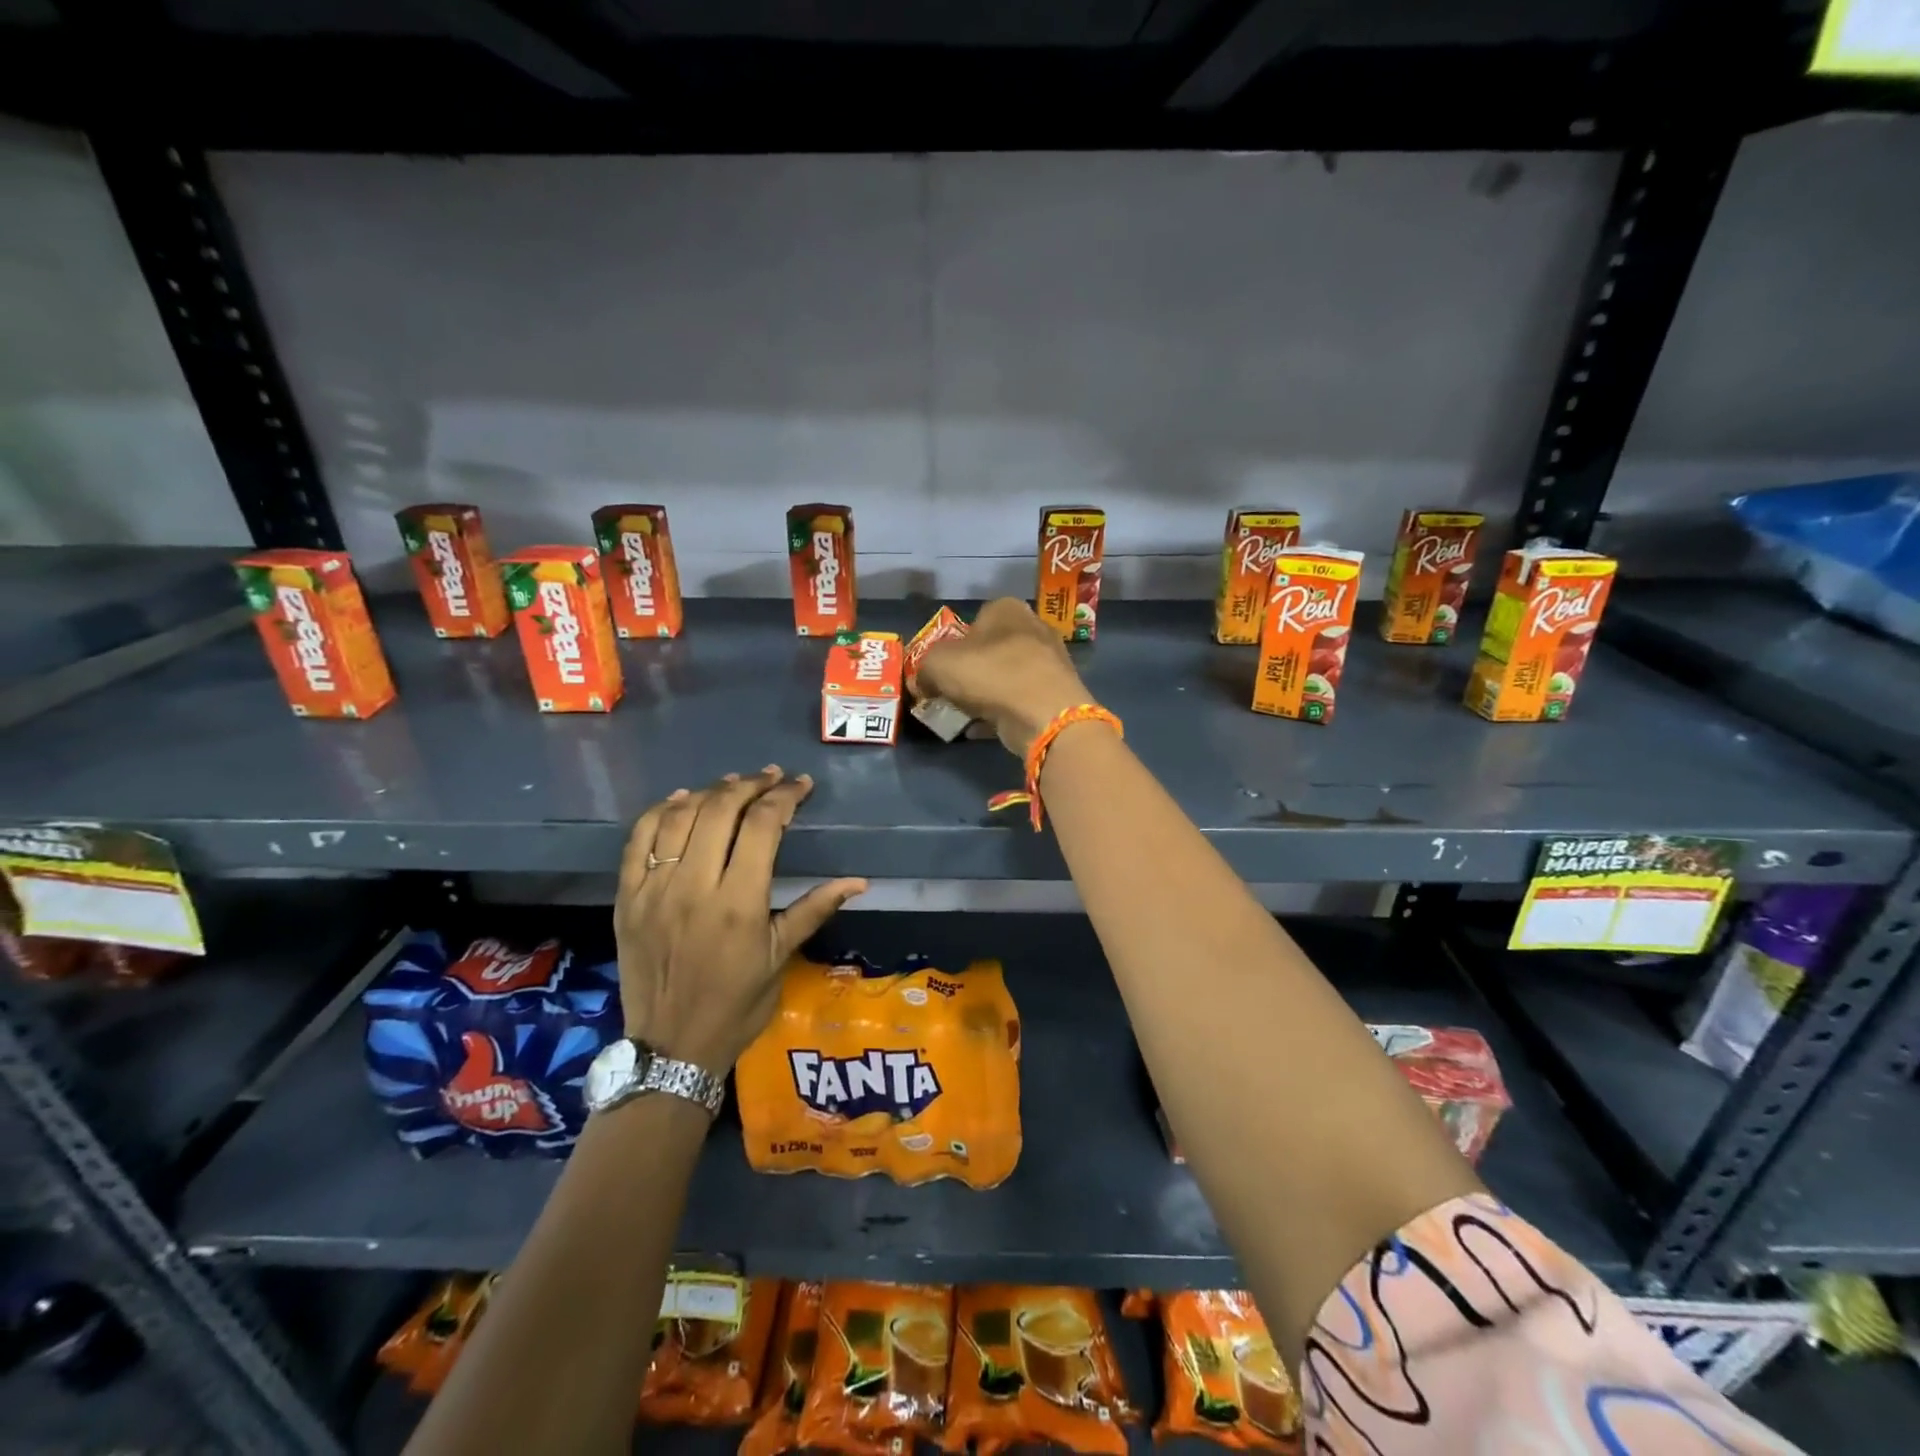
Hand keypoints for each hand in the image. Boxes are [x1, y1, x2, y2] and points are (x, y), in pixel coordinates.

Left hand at [615, 767, 865, 1073]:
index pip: (762, 826)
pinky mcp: (627, 898)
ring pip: (679, 817)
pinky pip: (639, 840)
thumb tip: (859, 881)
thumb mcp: (781, 958)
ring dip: (710, 792)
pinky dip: (662, 812)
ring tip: (734, 784)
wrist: (671, 1047)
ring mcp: (654, 890)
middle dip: (750, 785)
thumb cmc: (736, 1005)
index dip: (784, 797)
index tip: (801, 785)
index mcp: (738, 903)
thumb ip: (814, 909)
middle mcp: (694, 887)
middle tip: (771, 777)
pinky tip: (683, 800)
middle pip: (720, 810)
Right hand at [914, 598, 1093, 755]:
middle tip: (952, 693)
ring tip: (967, 713)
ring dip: (987, 693)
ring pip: (1007, 675)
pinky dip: (1003, 711)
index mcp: (1006, 608)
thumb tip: (923, 683)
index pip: (974, 620)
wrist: (1043, 713)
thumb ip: (924, 669)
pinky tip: (984, 728)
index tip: (943, 669)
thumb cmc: (989, 673)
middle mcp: (1033, 626)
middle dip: (972, 670)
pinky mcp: (1057, 691)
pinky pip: (1021, 699)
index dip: (954, 644)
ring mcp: (1050, 660)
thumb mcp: (937, 664)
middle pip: (992, 649)